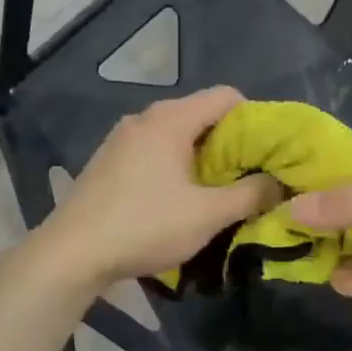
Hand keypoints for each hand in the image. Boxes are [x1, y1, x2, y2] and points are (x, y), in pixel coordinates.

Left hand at [35, 86, 281, 291]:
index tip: (269, 152)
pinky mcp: (108, 162)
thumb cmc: (145, 226)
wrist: (71, 254)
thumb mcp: (207, 214)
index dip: (255, 119)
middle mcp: (144, 118)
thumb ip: (250, 194)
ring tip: (219, 191)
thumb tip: (279, 183)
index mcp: (170, 119)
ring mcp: (121, 139)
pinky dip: (176, 167)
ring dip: (203, 158)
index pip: (226, 96)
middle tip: (251, 176)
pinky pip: (154, 152)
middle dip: (231, 143)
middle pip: (201, 115)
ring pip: (177, 136)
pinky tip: (179, 199)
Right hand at [289, 154, 351, 337]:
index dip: (315, 173)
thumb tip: (292, 206)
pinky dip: (350, 277)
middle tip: (273, 228)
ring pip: (350, 240)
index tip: (274, 182)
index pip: (350, 165)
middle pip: (344, 205)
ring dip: (328, 249)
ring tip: (303, 259)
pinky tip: (348, 284)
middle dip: (314, 216)